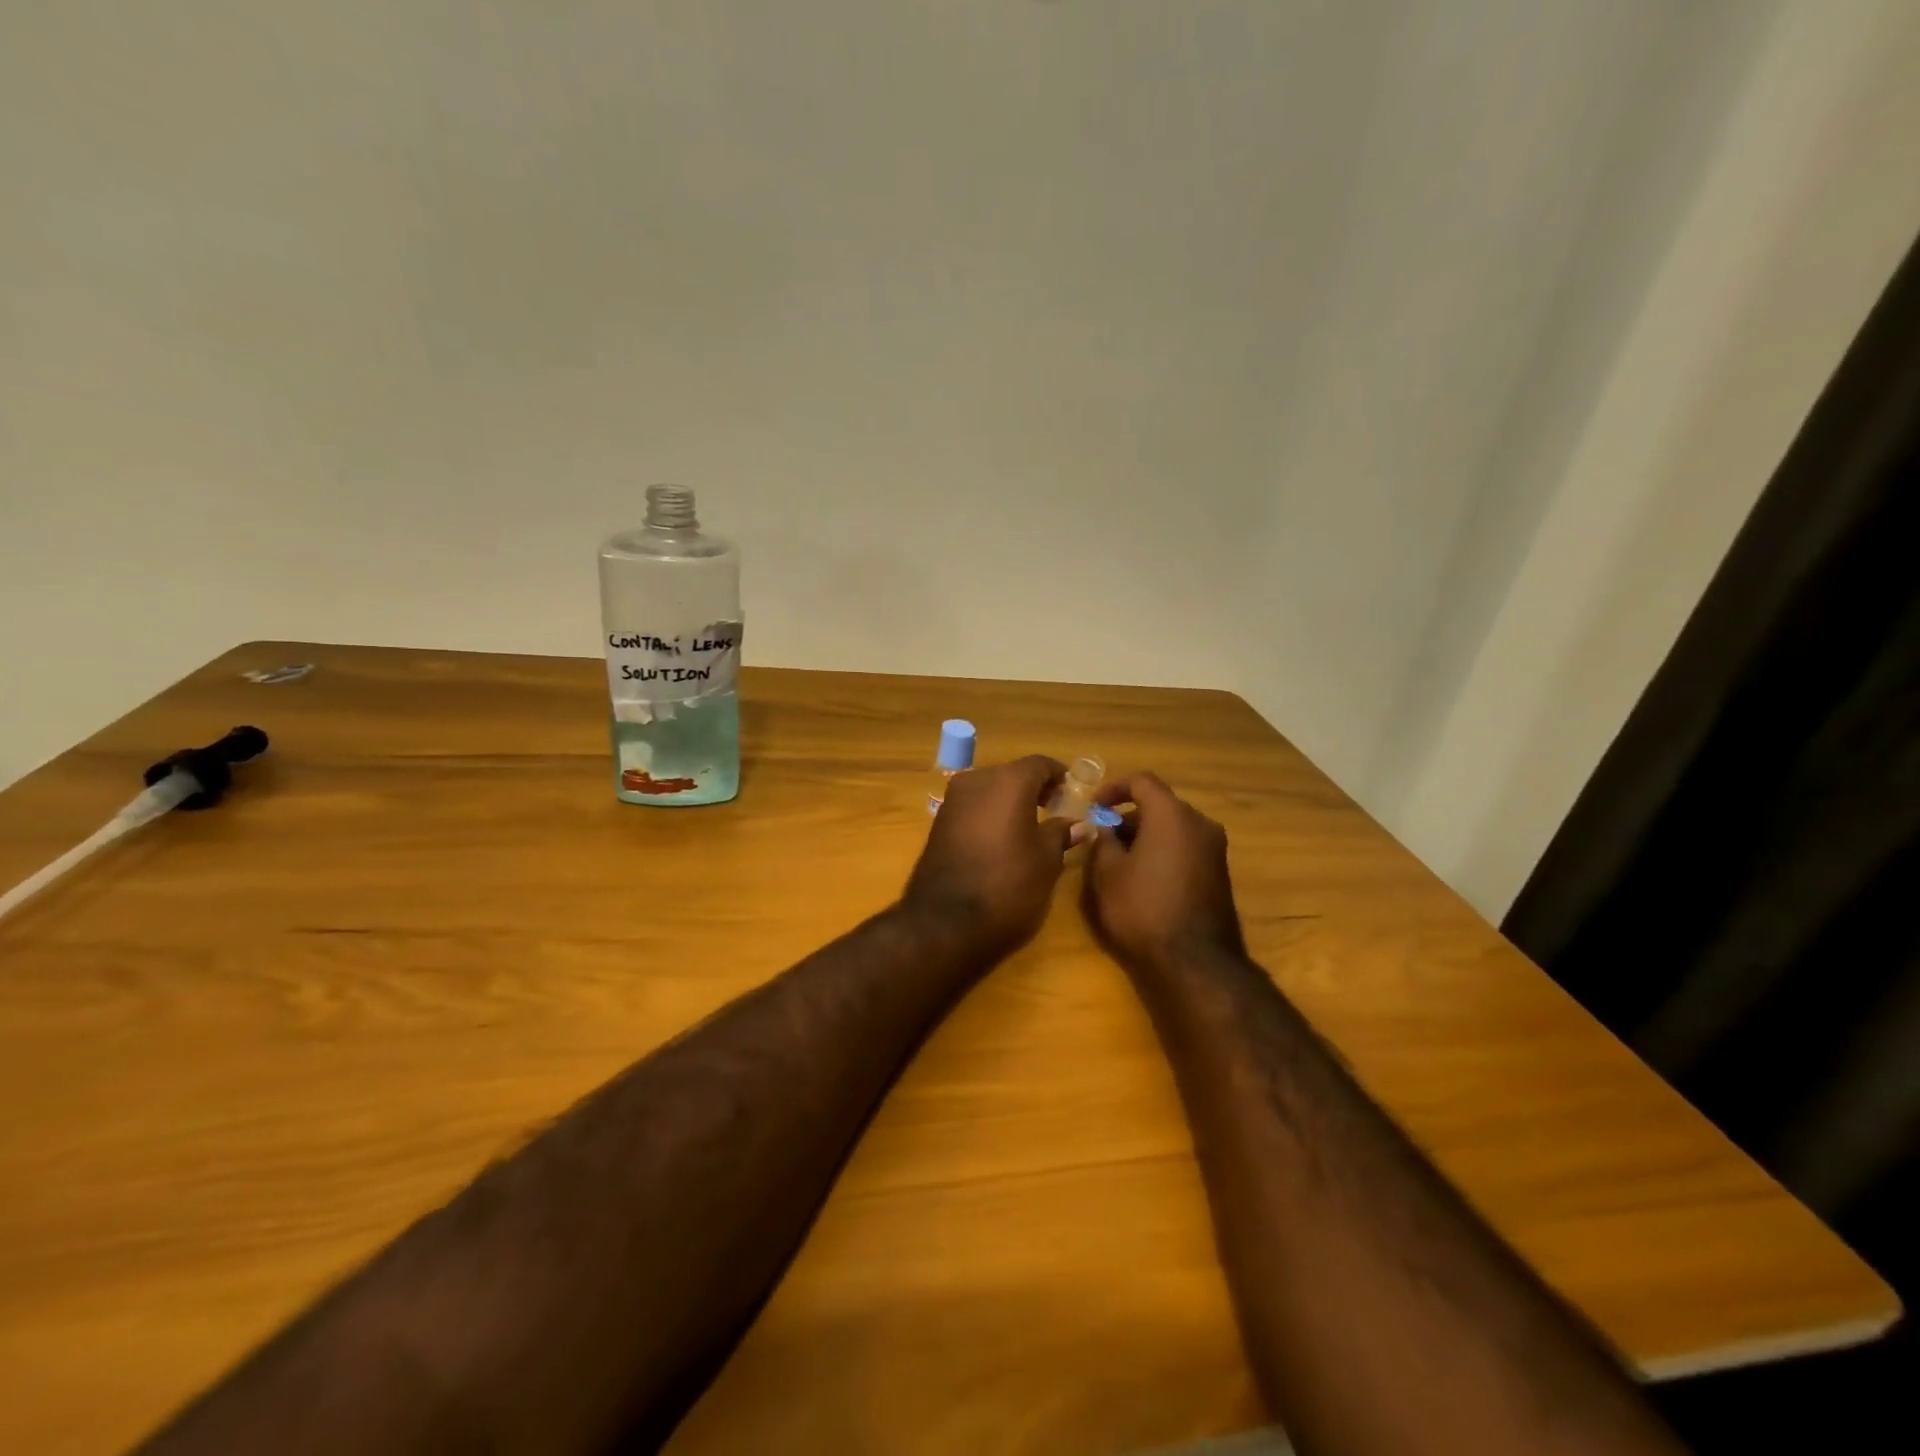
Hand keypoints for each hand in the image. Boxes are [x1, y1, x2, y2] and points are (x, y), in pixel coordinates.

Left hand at [902, 756, 1075, 956]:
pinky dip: (990, 815)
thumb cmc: (1007, 884)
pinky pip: (973, 808)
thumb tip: (1080, 825)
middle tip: (1054, 810)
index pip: (1040, 764)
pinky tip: (1002, 840)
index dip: (1059, 776)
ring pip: (990, 790)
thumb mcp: (1045, 860)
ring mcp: (953, 800)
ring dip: (1010, 802)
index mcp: (1008, 781)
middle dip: (1034, 788)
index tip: (1072, 793)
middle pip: (1012, 774)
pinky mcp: (938, 823)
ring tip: (1030, 828)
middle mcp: (977, 780)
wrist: (945, 921)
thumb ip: (1061, 834)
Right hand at [1082, 772, 1244, 974]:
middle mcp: (1200, 824)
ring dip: (1147, 835)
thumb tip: (1104, 828)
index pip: (1142, 781)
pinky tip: (1144, 879)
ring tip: (1120, 861)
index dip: (1114, 788)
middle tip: (1103, 838)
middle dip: (1129, 816)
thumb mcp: (1108, 874)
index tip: (1094, 807)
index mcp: (1172, 815)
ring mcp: (1215, 850)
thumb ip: (1102, 841)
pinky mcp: (1220, 874)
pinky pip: (1186, 848)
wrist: (1195, 963)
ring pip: (1174, 828)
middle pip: (1160, 805)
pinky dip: (1164, 852)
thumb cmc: (1143, 909)